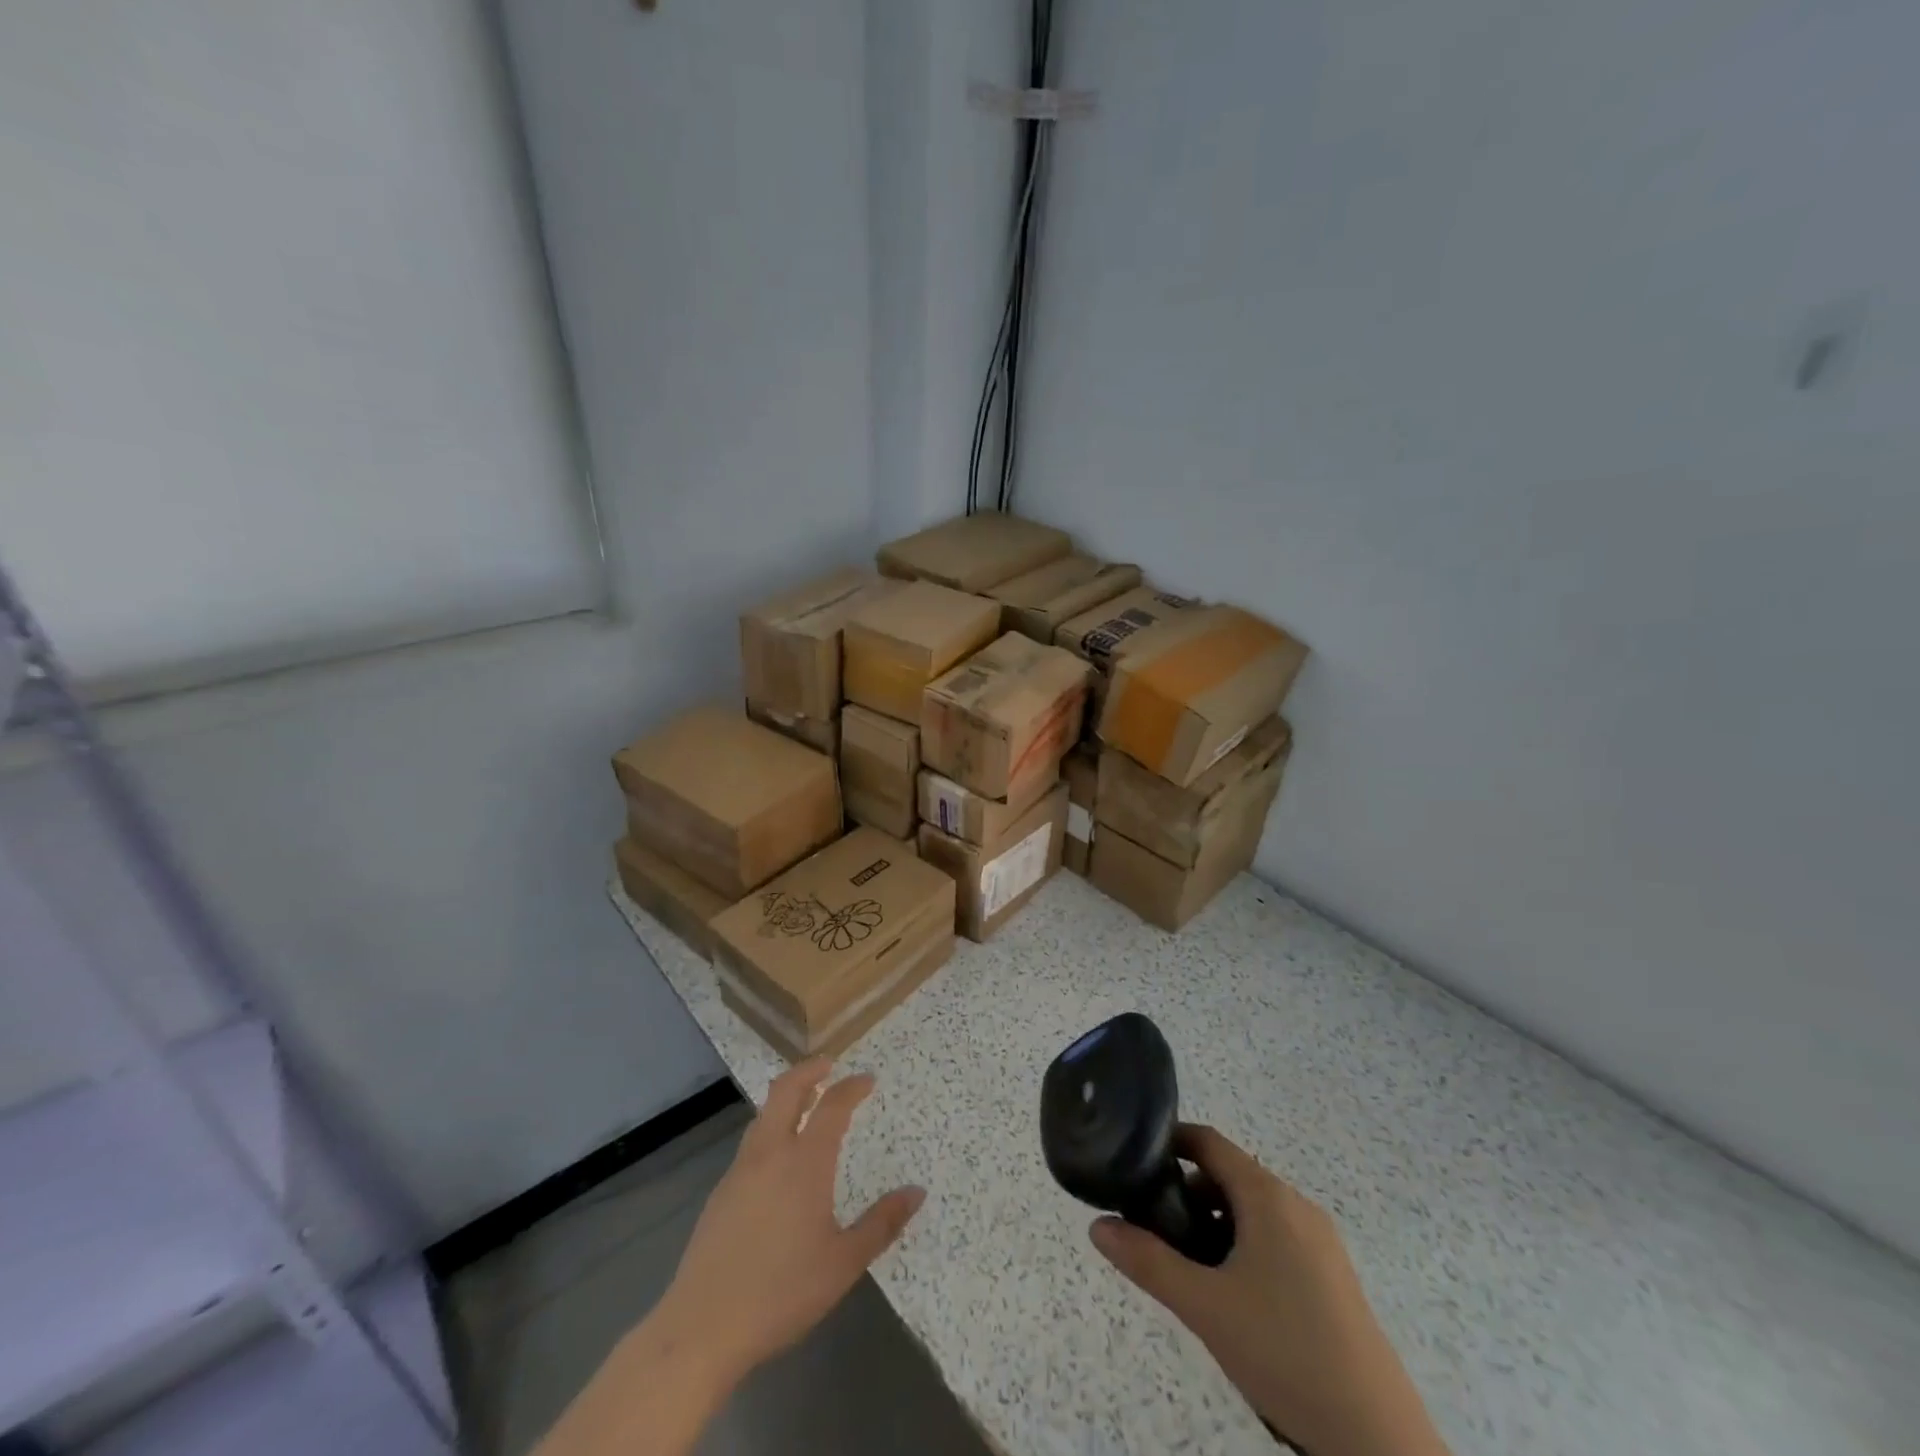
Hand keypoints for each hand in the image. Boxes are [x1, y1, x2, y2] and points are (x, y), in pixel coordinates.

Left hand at [652, 1059, 926, 1385]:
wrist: (702, 1328)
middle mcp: (770, 1154)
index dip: (852, 1088)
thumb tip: (916, 1192)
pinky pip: (751, 1143)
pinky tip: (778, 1158)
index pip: (832, 1106)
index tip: (867, 1079)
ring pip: (764, 1114)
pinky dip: (771, 1128)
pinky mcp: (720, 1193)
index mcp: (805, 1163)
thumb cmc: (782, 1293)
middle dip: (809, 1070)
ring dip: (787, 1097)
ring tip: (806, 1103)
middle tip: (829, 1065)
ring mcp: (740, 1171)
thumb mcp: (843, 1263)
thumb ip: (882, 1224)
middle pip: (786, 1090)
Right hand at [1090, 1126, 1449, 1455]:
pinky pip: (1276, 1238)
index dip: (1169, 1142)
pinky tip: (1231, 1296)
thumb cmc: (1285, 1354)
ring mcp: (1320, 1242)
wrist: (1377, 1440)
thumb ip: (1148, 1262)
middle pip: (1229, 1176)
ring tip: (1187, 1268)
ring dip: (1214, 1224)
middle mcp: (1297, 1206)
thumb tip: (1097, 1226)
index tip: (1134, 1161)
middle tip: (1153, 1228)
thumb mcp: (1205, 1308)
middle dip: (1187, 1194)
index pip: (1209, 1142)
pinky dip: (1243, 1247)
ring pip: (1252, 1211)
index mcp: (1269, 1198)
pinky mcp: (1332, 1277)